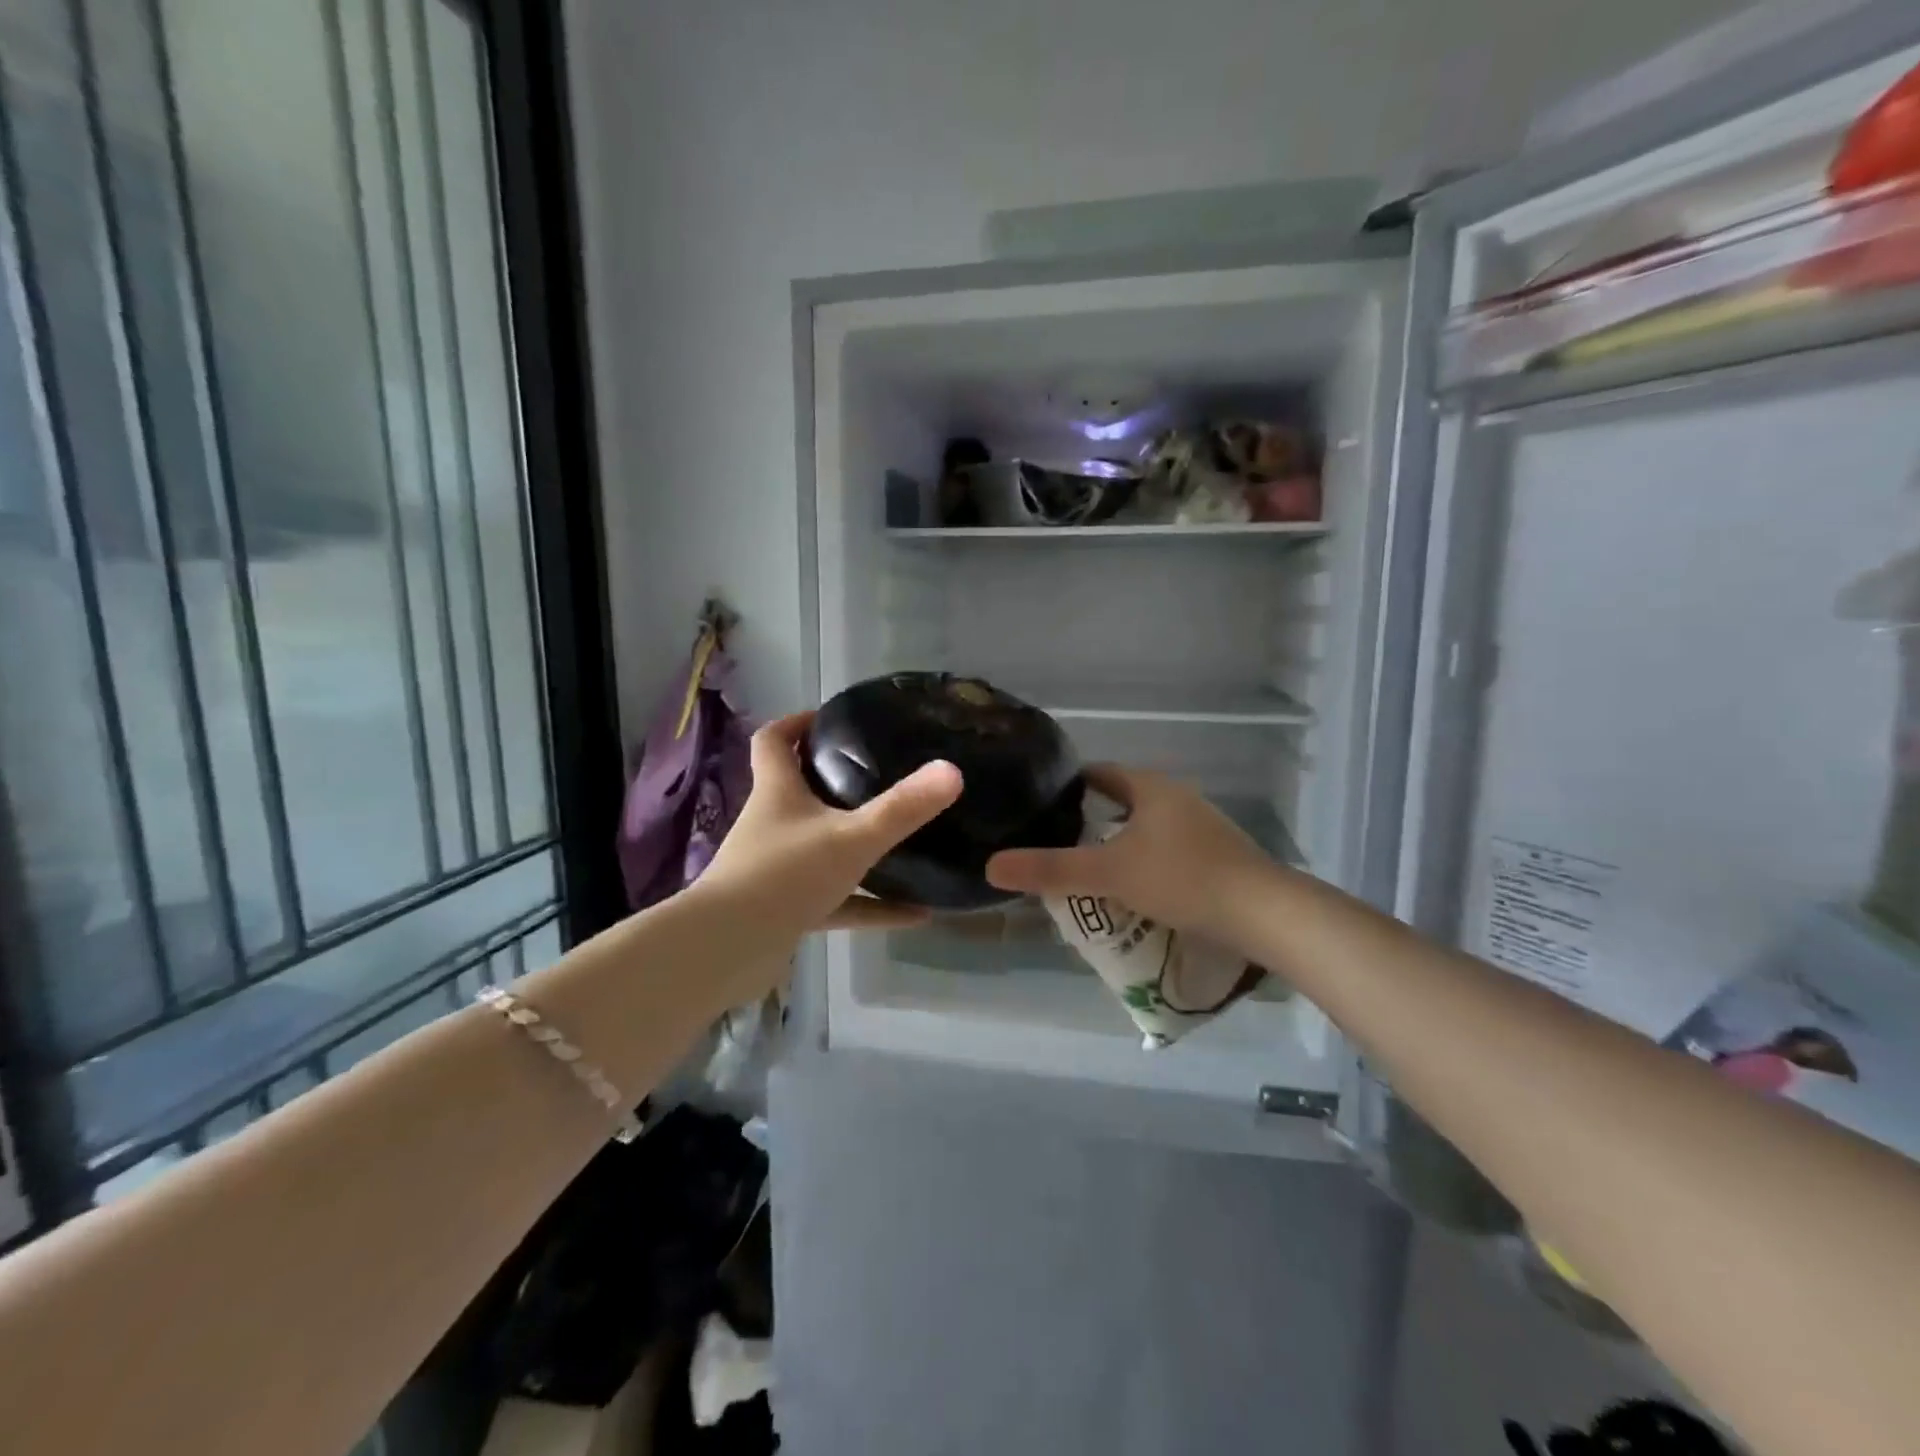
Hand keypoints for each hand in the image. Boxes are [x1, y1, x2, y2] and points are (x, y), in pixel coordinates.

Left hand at [697, 711, 963, 940]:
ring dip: (856, 846)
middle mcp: (773, 824)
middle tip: (880, 774)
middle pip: (798, 790)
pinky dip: (871, 904)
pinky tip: (915, 914)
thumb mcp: (852, 838)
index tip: (832, 719)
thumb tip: (952, 771)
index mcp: (778, 792)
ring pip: (821, 847)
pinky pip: (837, 900)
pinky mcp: (786, 908)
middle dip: (834, 781)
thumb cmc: (785, 876)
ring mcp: (778, 869)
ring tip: (904, 842)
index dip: (797, 723)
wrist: (729, 950)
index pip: (774, 741)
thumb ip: (902, 808)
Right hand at [985, 765, 1271, 941]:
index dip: (1068, 787)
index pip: (1099, 774)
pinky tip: (1136, 892)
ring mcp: (1201, 825)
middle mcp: (1176, 797)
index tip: (1041, 807)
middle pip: (1122, 801)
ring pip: (1146, 828)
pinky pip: (1168, 850)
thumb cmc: (1181, 878)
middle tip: (1059, 846)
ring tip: (1090, 872)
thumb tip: (992, 865)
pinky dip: (1146, 863)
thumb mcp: (1108, 874)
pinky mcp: (1217, 855)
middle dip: (1091, 821)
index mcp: (1150, 787)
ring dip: (1120, 845)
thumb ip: (1050, 870)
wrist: (1263, 913)